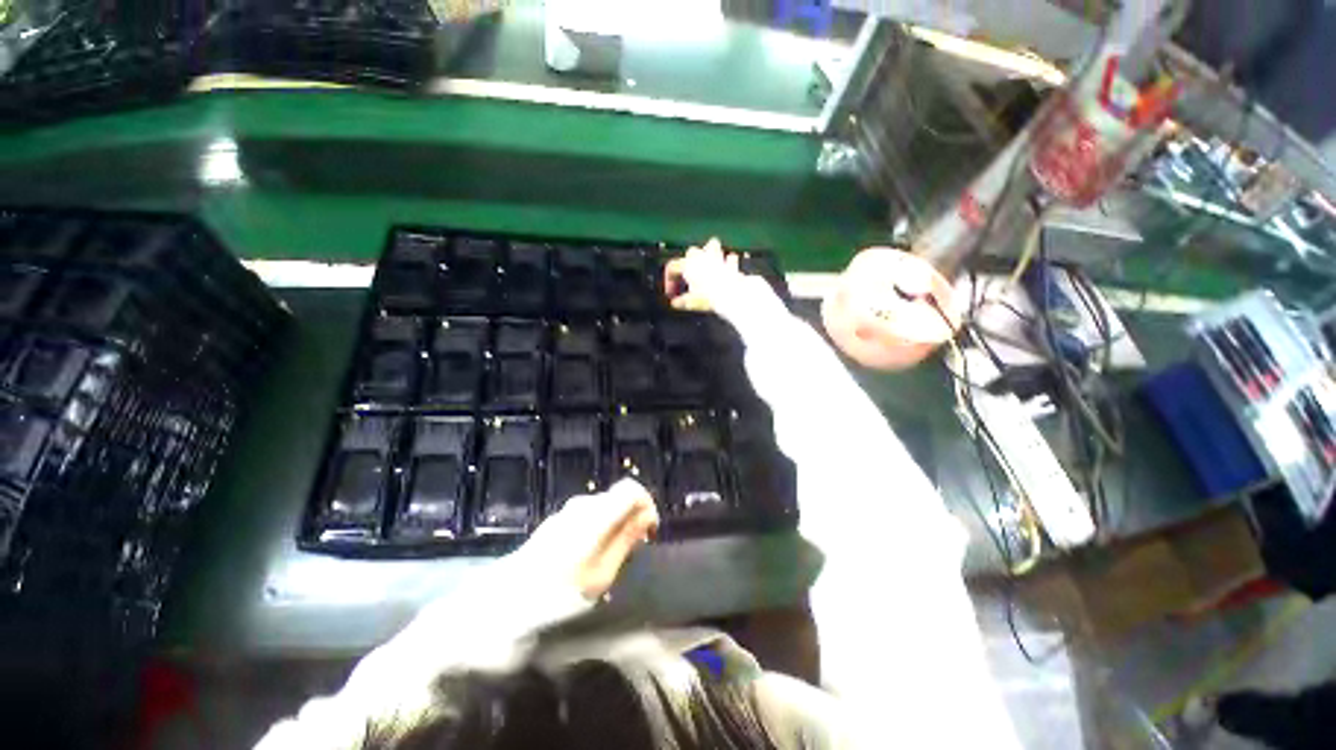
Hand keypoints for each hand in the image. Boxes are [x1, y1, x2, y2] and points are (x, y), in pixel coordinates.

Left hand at [514, 479, 659, 600]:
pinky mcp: (558, 520)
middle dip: (633, 517)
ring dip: (617, 524)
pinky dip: (600, 527)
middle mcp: (584, 504)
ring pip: (605, 507)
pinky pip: (589, 515)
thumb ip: (626, 539)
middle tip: (635, 549)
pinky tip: (591, 555)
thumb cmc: (560, 591)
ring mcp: (568, 511)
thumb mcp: (602, 572)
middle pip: (619, 497)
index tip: (650, 532)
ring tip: (614, 557)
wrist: (507, 600)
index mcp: (598, 513)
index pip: (632, 489)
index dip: (646, 505)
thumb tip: (646, 515)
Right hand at [663, 237, 742, 312]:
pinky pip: (729, 258)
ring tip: (709, 260)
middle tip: (689, 275)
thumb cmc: (708, 295)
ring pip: (712, 245)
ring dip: (710, 252)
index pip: (672, 267)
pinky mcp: (731, 264)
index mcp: (688, 264)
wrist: (730, 292)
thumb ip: (683, 301)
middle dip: (689, 261)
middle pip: (691, 252)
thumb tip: (675, 303)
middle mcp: (701, 257)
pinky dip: (729, 261)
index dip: (669, 280)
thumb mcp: (692, 302)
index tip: (672, 293)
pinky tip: (730, 262)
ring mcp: (717, 258)